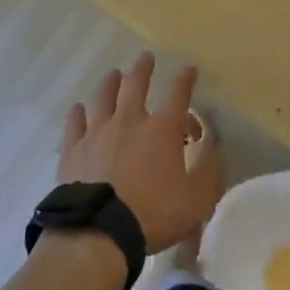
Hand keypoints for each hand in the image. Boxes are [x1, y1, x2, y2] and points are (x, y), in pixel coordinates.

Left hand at [60, 54, 222, 253]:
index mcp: (162, 130)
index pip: (177, 94)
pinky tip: (78, 108)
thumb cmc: (153, 215)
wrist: (99, 233)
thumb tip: (216, 148)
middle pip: (135, 84)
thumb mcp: (197, 201)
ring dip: (110, 82)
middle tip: (146, 57)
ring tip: (113, 74)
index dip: (185, 79)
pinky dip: (78, 113)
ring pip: (103, 97)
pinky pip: (74, 123)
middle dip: (143, 68)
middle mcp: (129, 121)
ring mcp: (98, 132)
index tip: (189, 69)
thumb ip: (210, 172)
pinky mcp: (73, 149)